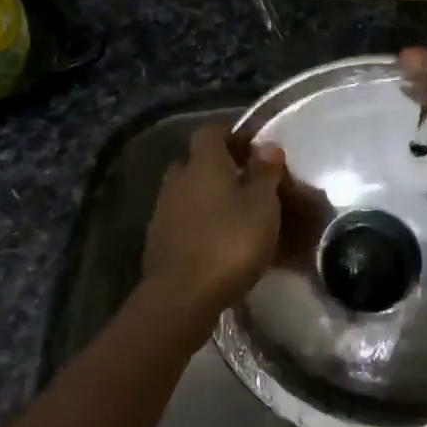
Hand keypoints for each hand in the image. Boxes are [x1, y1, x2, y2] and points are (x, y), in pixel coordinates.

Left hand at [144, 122, 286, 310]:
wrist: (183, 295)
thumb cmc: (230, 243)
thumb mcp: (262, 206)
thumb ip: (265, 174)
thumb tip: (268, 146)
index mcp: (203, 164)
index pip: (211, 131)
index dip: (231, 133)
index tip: (253, 146)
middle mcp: (177, 180)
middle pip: (196, 162)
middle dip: (218, 167)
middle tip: (245, 182)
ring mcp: (162, 211)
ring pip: (187, 192)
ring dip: (207, 197)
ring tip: (234, 215)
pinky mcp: (157, 241)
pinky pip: (181, 220)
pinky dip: (198, 223)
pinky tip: (216, 240)